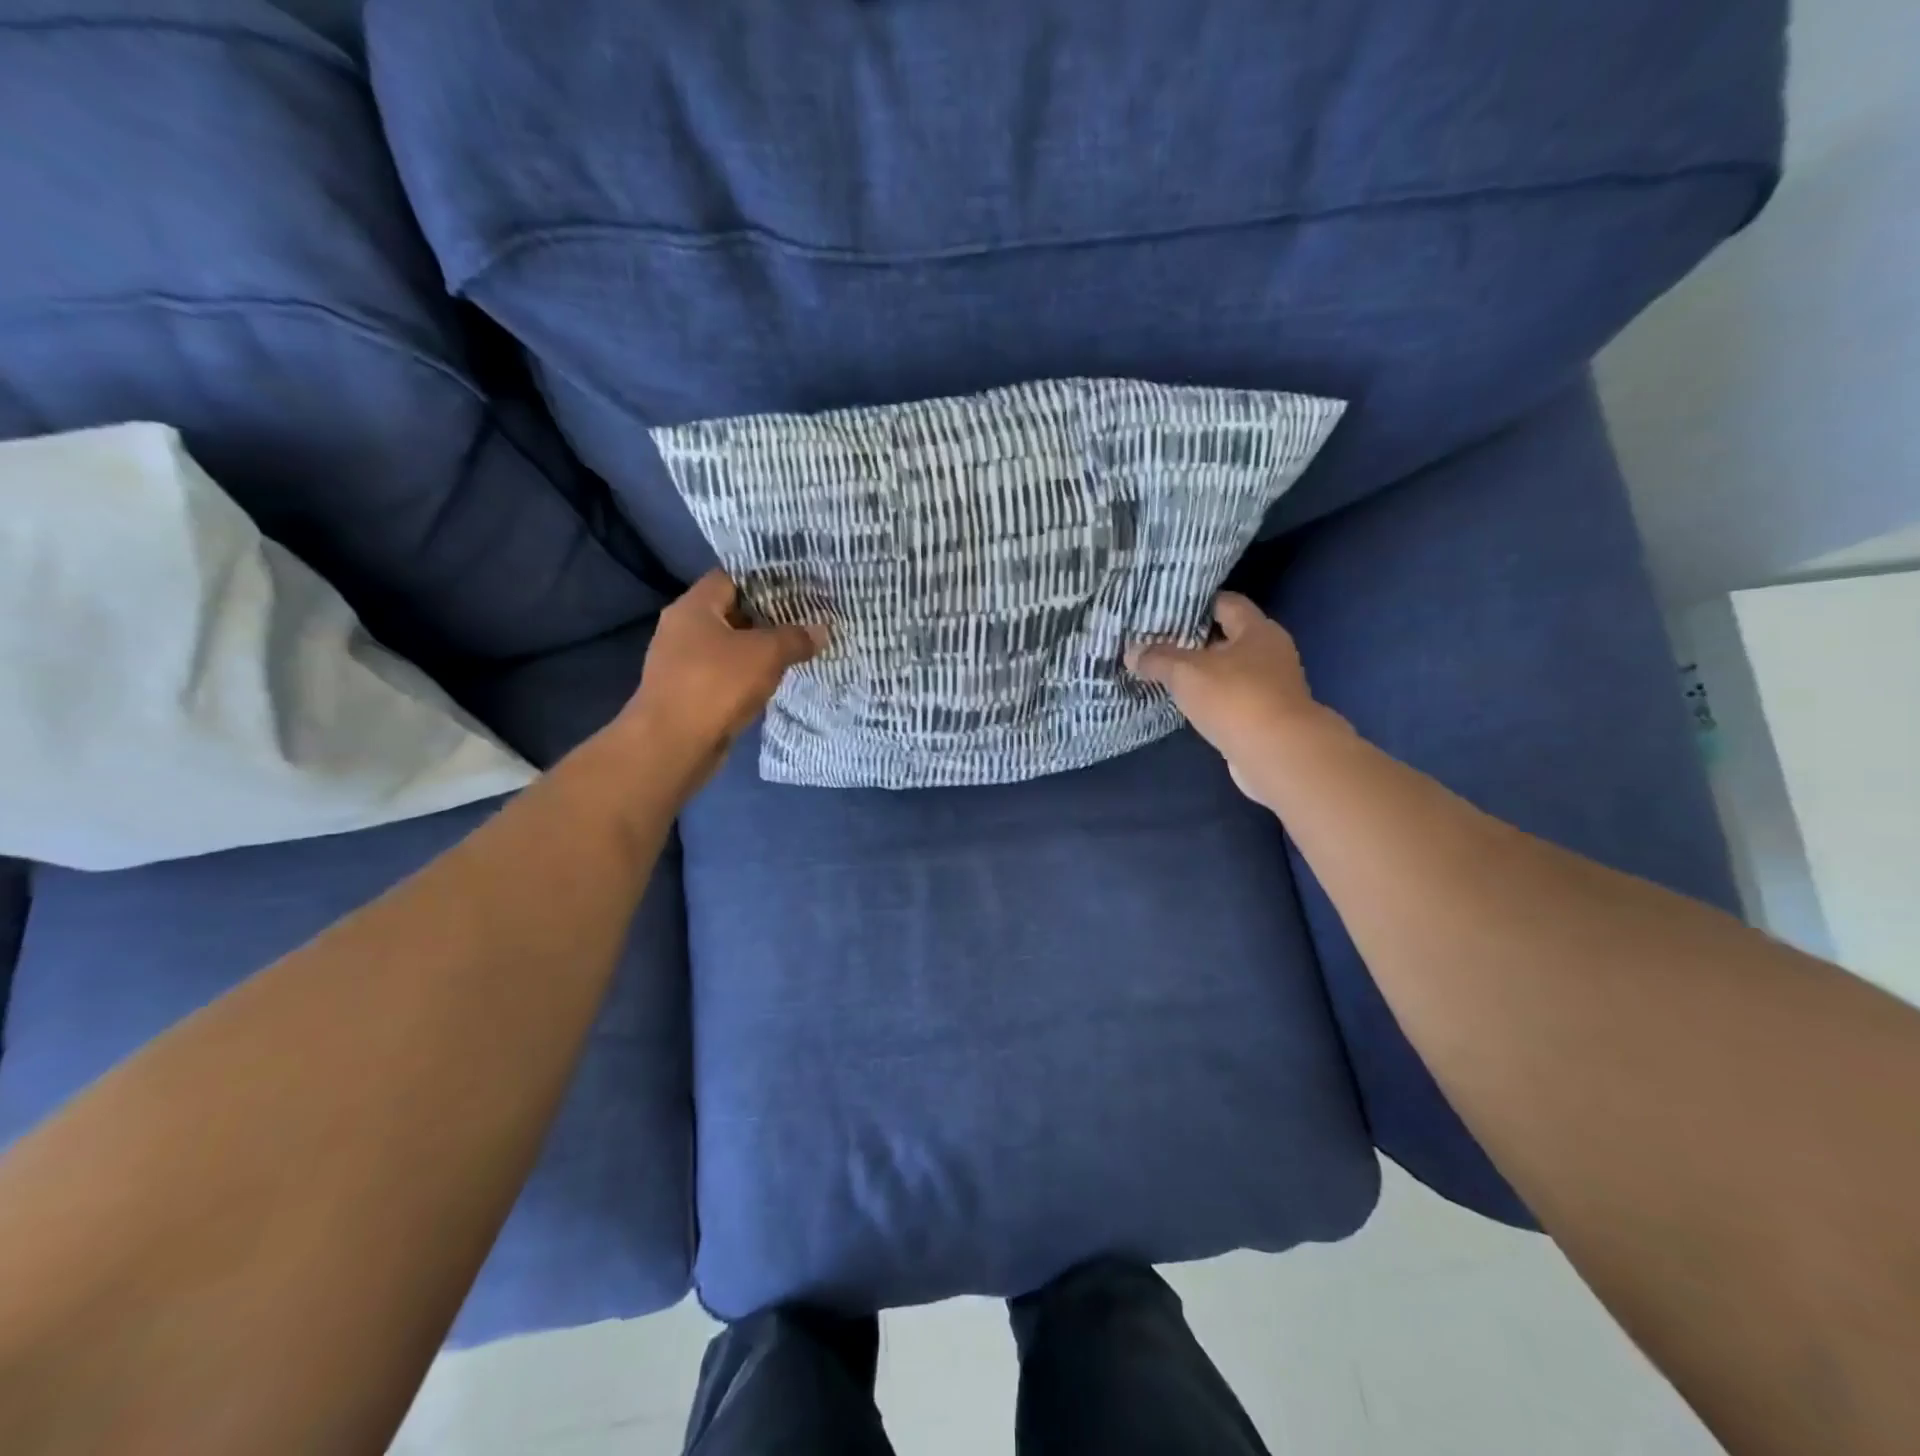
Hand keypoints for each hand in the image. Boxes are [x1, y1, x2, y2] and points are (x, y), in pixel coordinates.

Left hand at [618, 570, 825, 797]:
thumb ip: (795, 638)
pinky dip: (746, 676)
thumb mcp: (766, 654)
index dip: (764, 580)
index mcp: (694, 607)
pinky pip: (723, 675)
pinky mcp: (688, 693)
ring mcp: (682, 663)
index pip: (730, 578)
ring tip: (795, 651)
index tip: (797, 589)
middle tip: (804, 620)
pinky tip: (772, 683)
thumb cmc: (717, 684)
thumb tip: (821, 630)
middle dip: (767, 618)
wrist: (673, 744)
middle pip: (730, 612)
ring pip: (728, 647)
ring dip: (758, 651)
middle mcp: (682, 629)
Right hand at [1126, 592, 1340, 807]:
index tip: (1166, 610)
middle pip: (1228, 638)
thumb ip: (1158, 659)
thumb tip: (1132, 652)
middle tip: (1157, 643)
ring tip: (1165, 674)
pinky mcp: (1266, 717)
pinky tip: (1186, 705)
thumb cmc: (1235, 698)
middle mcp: (1270, 653)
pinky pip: (1232, 699)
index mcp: (1258, 630)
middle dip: (1195, 641)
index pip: (1226, 603)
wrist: (1278, 754)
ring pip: (1230, 671)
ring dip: (1203, 674)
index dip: (1197, 604)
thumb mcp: (1186, 673)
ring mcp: (1272, 687)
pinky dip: (1211, 700)